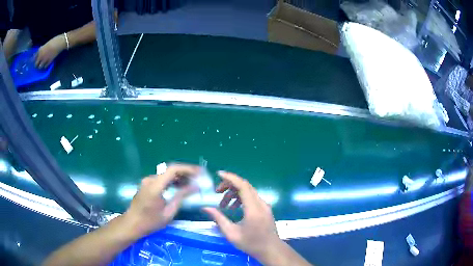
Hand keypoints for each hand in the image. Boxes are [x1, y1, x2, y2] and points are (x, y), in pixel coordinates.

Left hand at [35, 35, 65, 67]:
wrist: (60, 42)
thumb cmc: (54, 40)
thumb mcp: (46, 44)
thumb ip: (41, 49)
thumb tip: (38, 52)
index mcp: (40, 51)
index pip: (34, 57)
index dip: (32, 59)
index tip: (31, 61)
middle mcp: (41, 56)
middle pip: (36, 64)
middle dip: (36, 64)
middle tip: (36, 63)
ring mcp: (45, 60)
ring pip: (40, 67)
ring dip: (40, 66)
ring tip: (40, 65)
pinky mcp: (49, 62)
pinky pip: (45, 66)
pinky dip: (44, 66)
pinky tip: (45, 64)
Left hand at [122, 164, 198, 238]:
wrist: (132, 224)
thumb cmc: (150, 222)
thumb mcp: (168, 212)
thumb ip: (181, 197)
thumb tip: (194, 187)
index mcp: (155, 186)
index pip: (173, 170)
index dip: (187, 169)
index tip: (199, 172)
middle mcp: (150, 179)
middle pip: (170, 170)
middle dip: (185, 173)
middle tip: (198, 179)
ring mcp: (147, 181)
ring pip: (166, 174)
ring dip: (179, 177)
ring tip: (191, 184)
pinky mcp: (146, 184)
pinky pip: (161, 179)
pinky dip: (172, 181)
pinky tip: (179, 187)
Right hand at [203, 171, 281, 261]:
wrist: (270, 249)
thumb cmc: (251, 244)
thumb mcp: (231, 234)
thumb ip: (218, 219)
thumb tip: (205, 208)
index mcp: (253, 209)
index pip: (243, 186)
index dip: (230, 178)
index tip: (218, 174)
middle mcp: (261, 203)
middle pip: (245, 186)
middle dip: (229, 185)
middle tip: (217, 192)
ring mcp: (265, 205)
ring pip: (248, 191)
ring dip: (234, 193)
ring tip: (224, 205)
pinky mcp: (265, 209)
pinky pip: (252, 198)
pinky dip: (241, 198)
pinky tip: (234, 208)